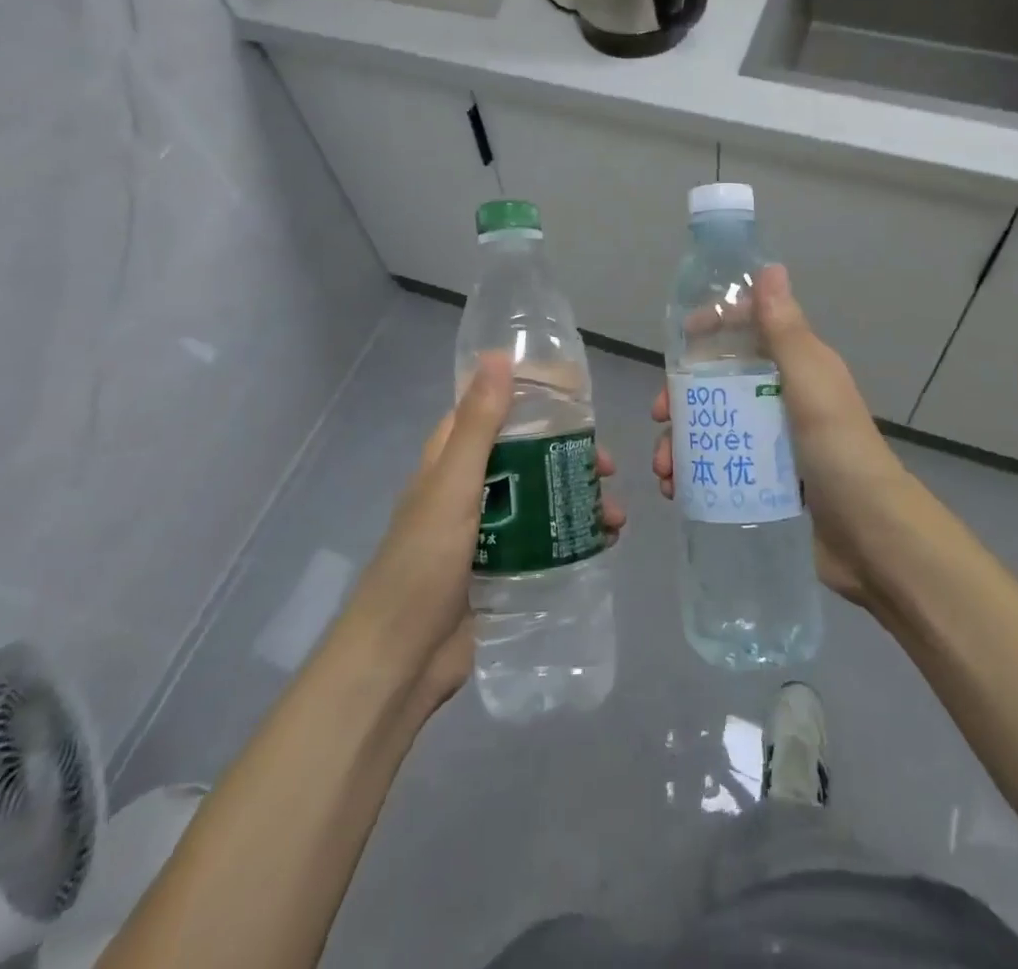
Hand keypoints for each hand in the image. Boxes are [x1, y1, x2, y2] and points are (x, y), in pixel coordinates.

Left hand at [348, 353, 623, 714]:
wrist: (401, 660)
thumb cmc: (423, 563)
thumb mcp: (452, 486)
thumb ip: (479, 425)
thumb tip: (499, 356)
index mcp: (449, 462)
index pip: (490, 412)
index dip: (530, 399)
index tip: (575, 397)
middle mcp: (469, 490)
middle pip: (526, 456)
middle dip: (568, 456)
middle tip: (607, 465)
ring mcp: (487, 532)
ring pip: (541, 499)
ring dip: (578, 499)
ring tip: (615, 515)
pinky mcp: (504, 568)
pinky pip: (545, 540)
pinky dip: (575, 536)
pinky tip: (605, 543)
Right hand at [653, 265, 912, 606]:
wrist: (872, 539)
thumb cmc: (839, 451)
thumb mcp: (812, 383)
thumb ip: (786, 330)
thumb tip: (769, 268)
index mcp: (798, 368)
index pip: (750, 331)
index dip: (715, 327)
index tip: (680, 340)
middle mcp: (784, 399)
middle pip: (720, 382)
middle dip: (683, 395)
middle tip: (661, 416)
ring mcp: (774, 442)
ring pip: (714, 426)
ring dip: (681, 441)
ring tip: (665, 470)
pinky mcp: (766, 481)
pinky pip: (719, 465)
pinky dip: (693, 473)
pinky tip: (676, 489)